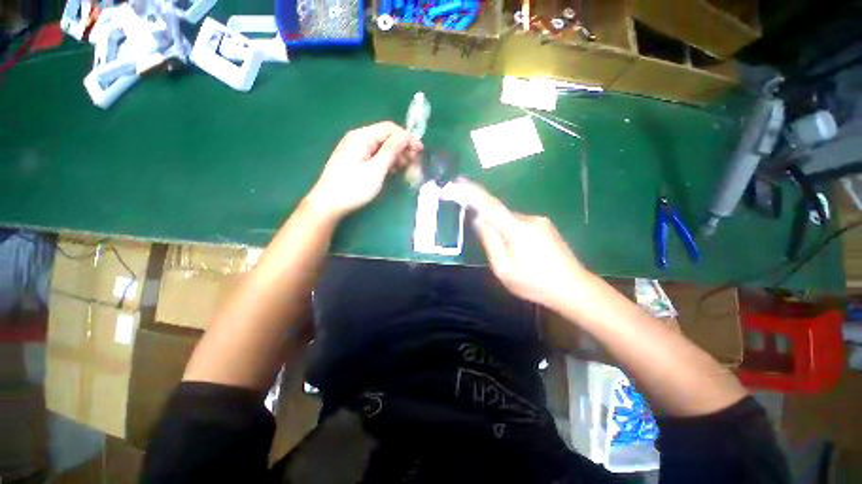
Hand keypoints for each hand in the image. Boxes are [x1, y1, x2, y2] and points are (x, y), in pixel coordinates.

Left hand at [306, 122, 422, 218]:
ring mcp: (357, 150)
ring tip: (408, 169)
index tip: (420, 151)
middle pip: (386, 137)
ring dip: (397, 156)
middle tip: (415, 164)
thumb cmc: (353, 187)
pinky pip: (376, 156)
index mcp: (362, 137)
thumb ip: (391, 150)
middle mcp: (359, 139)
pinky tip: (395, 171)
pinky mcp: (356, 161)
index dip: (407, 138)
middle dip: (403, 148)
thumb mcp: (376, 169)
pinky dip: (388, 162)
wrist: (328, 203)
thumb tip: (406, 135)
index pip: (390, 129)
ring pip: (382, 148)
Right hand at [453, 180, 586, 308]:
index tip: (456, 184)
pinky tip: (522, 254)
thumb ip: (490, 242)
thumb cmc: (535, 283)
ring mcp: (540, 221)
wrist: (574, 289)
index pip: (490, 205)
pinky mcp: (546, 226)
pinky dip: (512, 234)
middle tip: (493, 250)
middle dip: (488, 224)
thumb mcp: (504, 269)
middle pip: (499, 213)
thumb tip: (479, 219)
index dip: (471, 193)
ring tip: (513, 259)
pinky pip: (520, 224)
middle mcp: (529, 218)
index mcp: (517, 229)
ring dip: (502, 232)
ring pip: (509, 220)